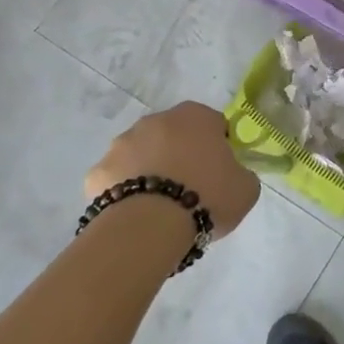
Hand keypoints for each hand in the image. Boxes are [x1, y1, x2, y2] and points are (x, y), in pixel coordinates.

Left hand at [85, 102, 260, 238]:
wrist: (150, 227)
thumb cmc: (207, 197)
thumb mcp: (246, 188)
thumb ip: (241, 173)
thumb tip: (231, 174)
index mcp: (196, 116)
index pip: (214, 124)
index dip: (219, 147)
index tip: (221, 172)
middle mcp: (156, 120)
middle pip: (174, 135)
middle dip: (181, 155)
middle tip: (192, 188)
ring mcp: (122, 143)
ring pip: (142, 154)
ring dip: (151, 169)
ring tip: (161, 206)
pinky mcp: (97, 171)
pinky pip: (117, 178)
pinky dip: (125, 191)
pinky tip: (136, 214)